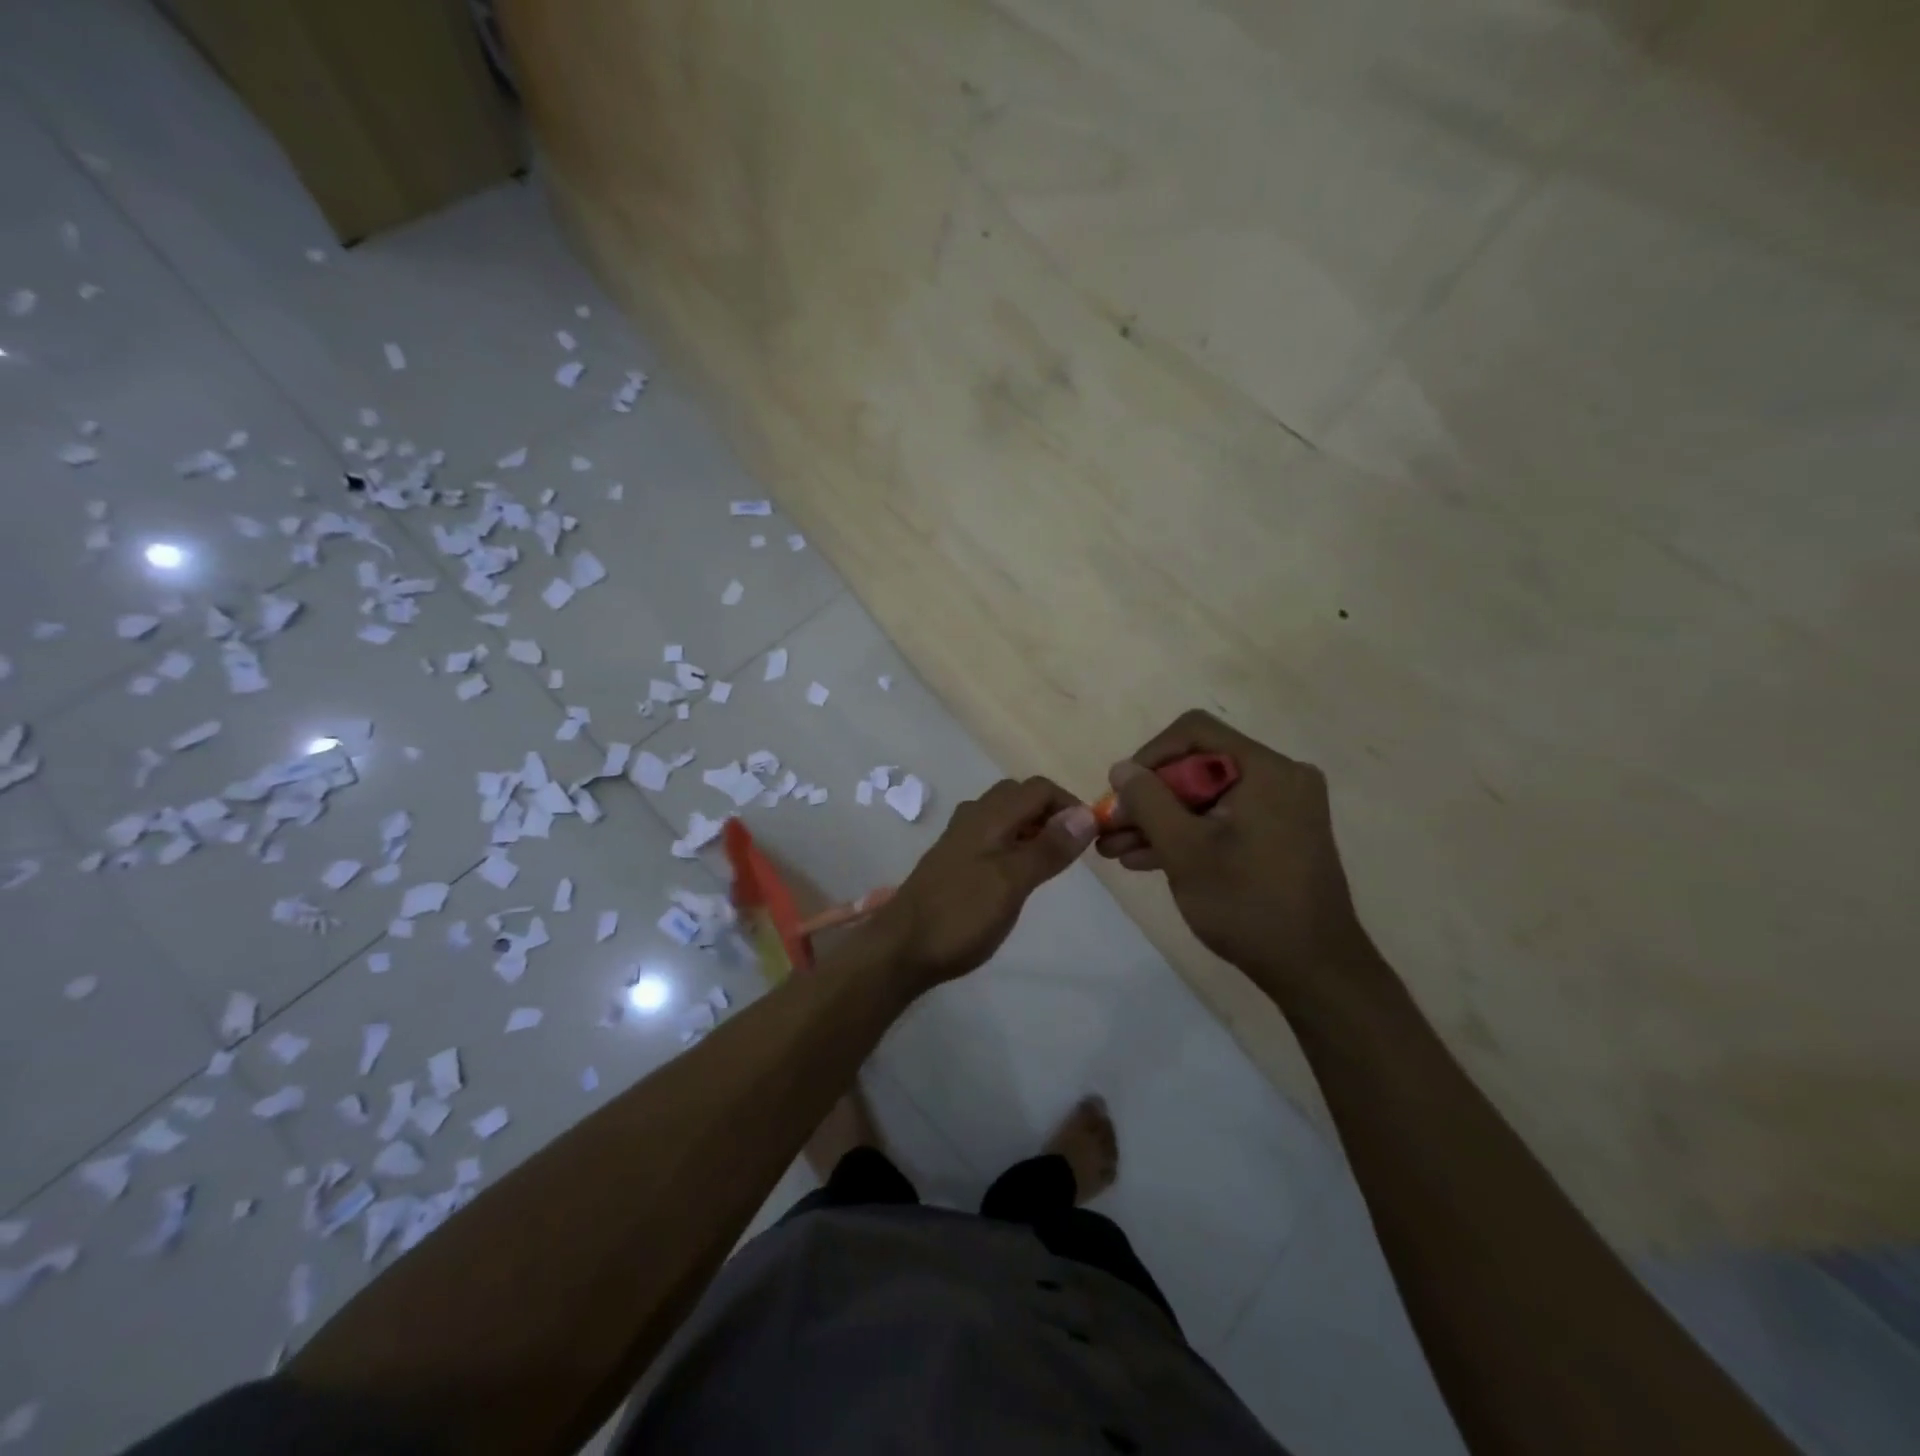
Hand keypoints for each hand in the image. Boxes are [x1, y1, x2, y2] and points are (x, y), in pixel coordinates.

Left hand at [870, 777, 1096, 989]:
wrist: (901, 948)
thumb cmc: (961, 915)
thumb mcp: (1012, 882)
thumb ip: (1048, 848)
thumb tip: (1087, 814)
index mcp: (988, 816)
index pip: (1038, 788)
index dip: (1069, 804)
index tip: (1091, 836)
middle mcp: (972, 818)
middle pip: (1019, 796)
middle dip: (1050, 812)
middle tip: (1070, 848)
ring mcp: (959, 839)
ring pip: (1003, 815)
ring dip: (1031, 827)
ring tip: (1049, 861)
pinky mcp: (952, 860)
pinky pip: (991, 835)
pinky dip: (1013, 842)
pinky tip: (1016, 874)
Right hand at [1096, 711, 1372, 997]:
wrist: (1315, 971)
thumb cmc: (1248, 904)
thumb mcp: (1185, 850)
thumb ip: (1148, 801)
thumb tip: (1122, 768)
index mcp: (1265, 769)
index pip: (1194, 732)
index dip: (1149, 756)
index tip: (1122, 794)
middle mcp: (1278, 778)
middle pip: (1197, 767)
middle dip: (1148, 799)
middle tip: (1108, 828)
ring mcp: (1280, 809)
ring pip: (1205, 798)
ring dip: (1159, 821)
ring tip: (1112, 849)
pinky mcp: (1277, 836)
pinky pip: (1222, 820)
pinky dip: (1187, 835)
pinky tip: (1143, 859)